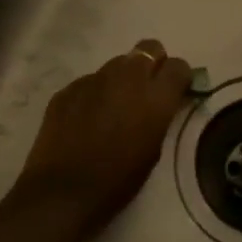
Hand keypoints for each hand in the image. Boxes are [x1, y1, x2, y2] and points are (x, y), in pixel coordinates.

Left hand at [9, 39, 191, 241]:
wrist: (62, 193)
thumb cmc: (117, 181)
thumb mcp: (153, 149)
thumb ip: (160, 115)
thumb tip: (159, 102)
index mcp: (155, 96)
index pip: (179, 65)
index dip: (179, 77)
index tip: (176, 91)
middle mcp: (127, 77)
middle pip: (149, 48)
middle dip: (152, 64)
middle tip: (147, 90)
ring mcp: (94, 79)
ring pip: (117, 63)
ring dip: (122, 78)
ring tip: (113, 107)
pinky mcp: (68, 89)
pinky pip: (90, 81)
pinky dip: (94, 94)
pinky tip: (85, 120)